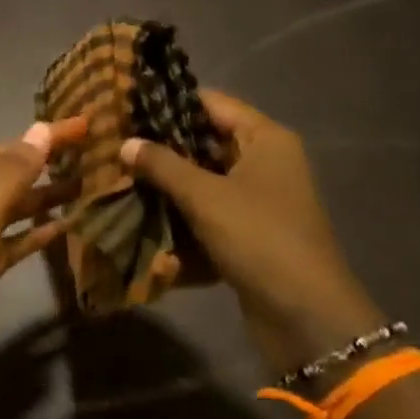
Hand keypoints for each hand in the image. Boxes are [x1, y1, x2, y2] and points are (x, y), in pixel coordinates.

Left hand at [0, 118, 87, 406]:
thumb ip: (10, 173)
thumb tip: (41, 127)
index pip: (14, 148)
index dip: (48, 136)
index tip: (88, 124)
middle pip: (16, 174)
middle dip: (52, 162)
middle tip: (98, 155)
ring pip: (18, 207)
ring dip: (49, 196)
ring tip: (90, 188)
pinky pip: (15, 242)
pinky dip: (38, 233)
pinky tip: (65, 229)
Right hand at [121, 89, 381, 371]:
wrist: (305, 316)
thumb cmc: (259, 238)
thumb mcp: (204, 196)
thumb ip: (162, 165)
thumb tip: (125, 143)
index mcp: (265, 139)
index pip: (210, 103)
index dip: (168, 102)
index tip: (125, 105)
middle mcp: (264, 162)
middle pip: (204, 141)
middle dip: (161, 146)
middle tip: (114, 143)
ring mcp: (257, 199)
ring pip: (202, 178)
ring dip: (166, 182)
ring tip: (118, 175)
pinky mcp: (247, 232)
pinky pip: (207, 211)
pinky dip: (180, 212)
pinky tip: (141, 213)